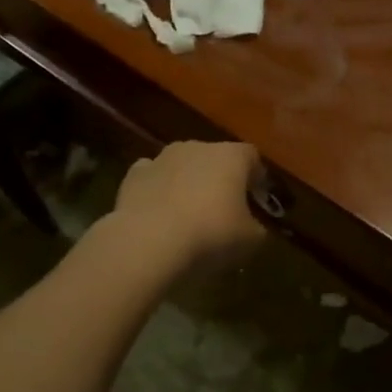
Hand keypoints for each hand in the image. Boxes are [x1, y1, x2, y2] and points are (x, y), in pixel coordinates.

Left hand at [110, 140, 266, 275]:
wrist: (147, 244)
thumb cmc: (210, 235)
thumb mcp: (250, 240)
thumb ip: (256, 228)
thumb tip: (252, 227)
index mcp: (232, 156)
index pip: (252, 157)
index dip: (256, 177)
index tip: (257, 198)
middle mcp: (198, 147)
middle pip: (216, 158)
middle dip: (221, 178)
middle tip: (224, 208)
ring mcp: (162, 158)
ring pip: (183, 165)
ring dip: (188, 182)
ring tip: (189, 213)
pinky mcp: (134, 175)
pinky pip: (153, 177)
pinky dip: (158, 190)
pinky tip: (159, 212)